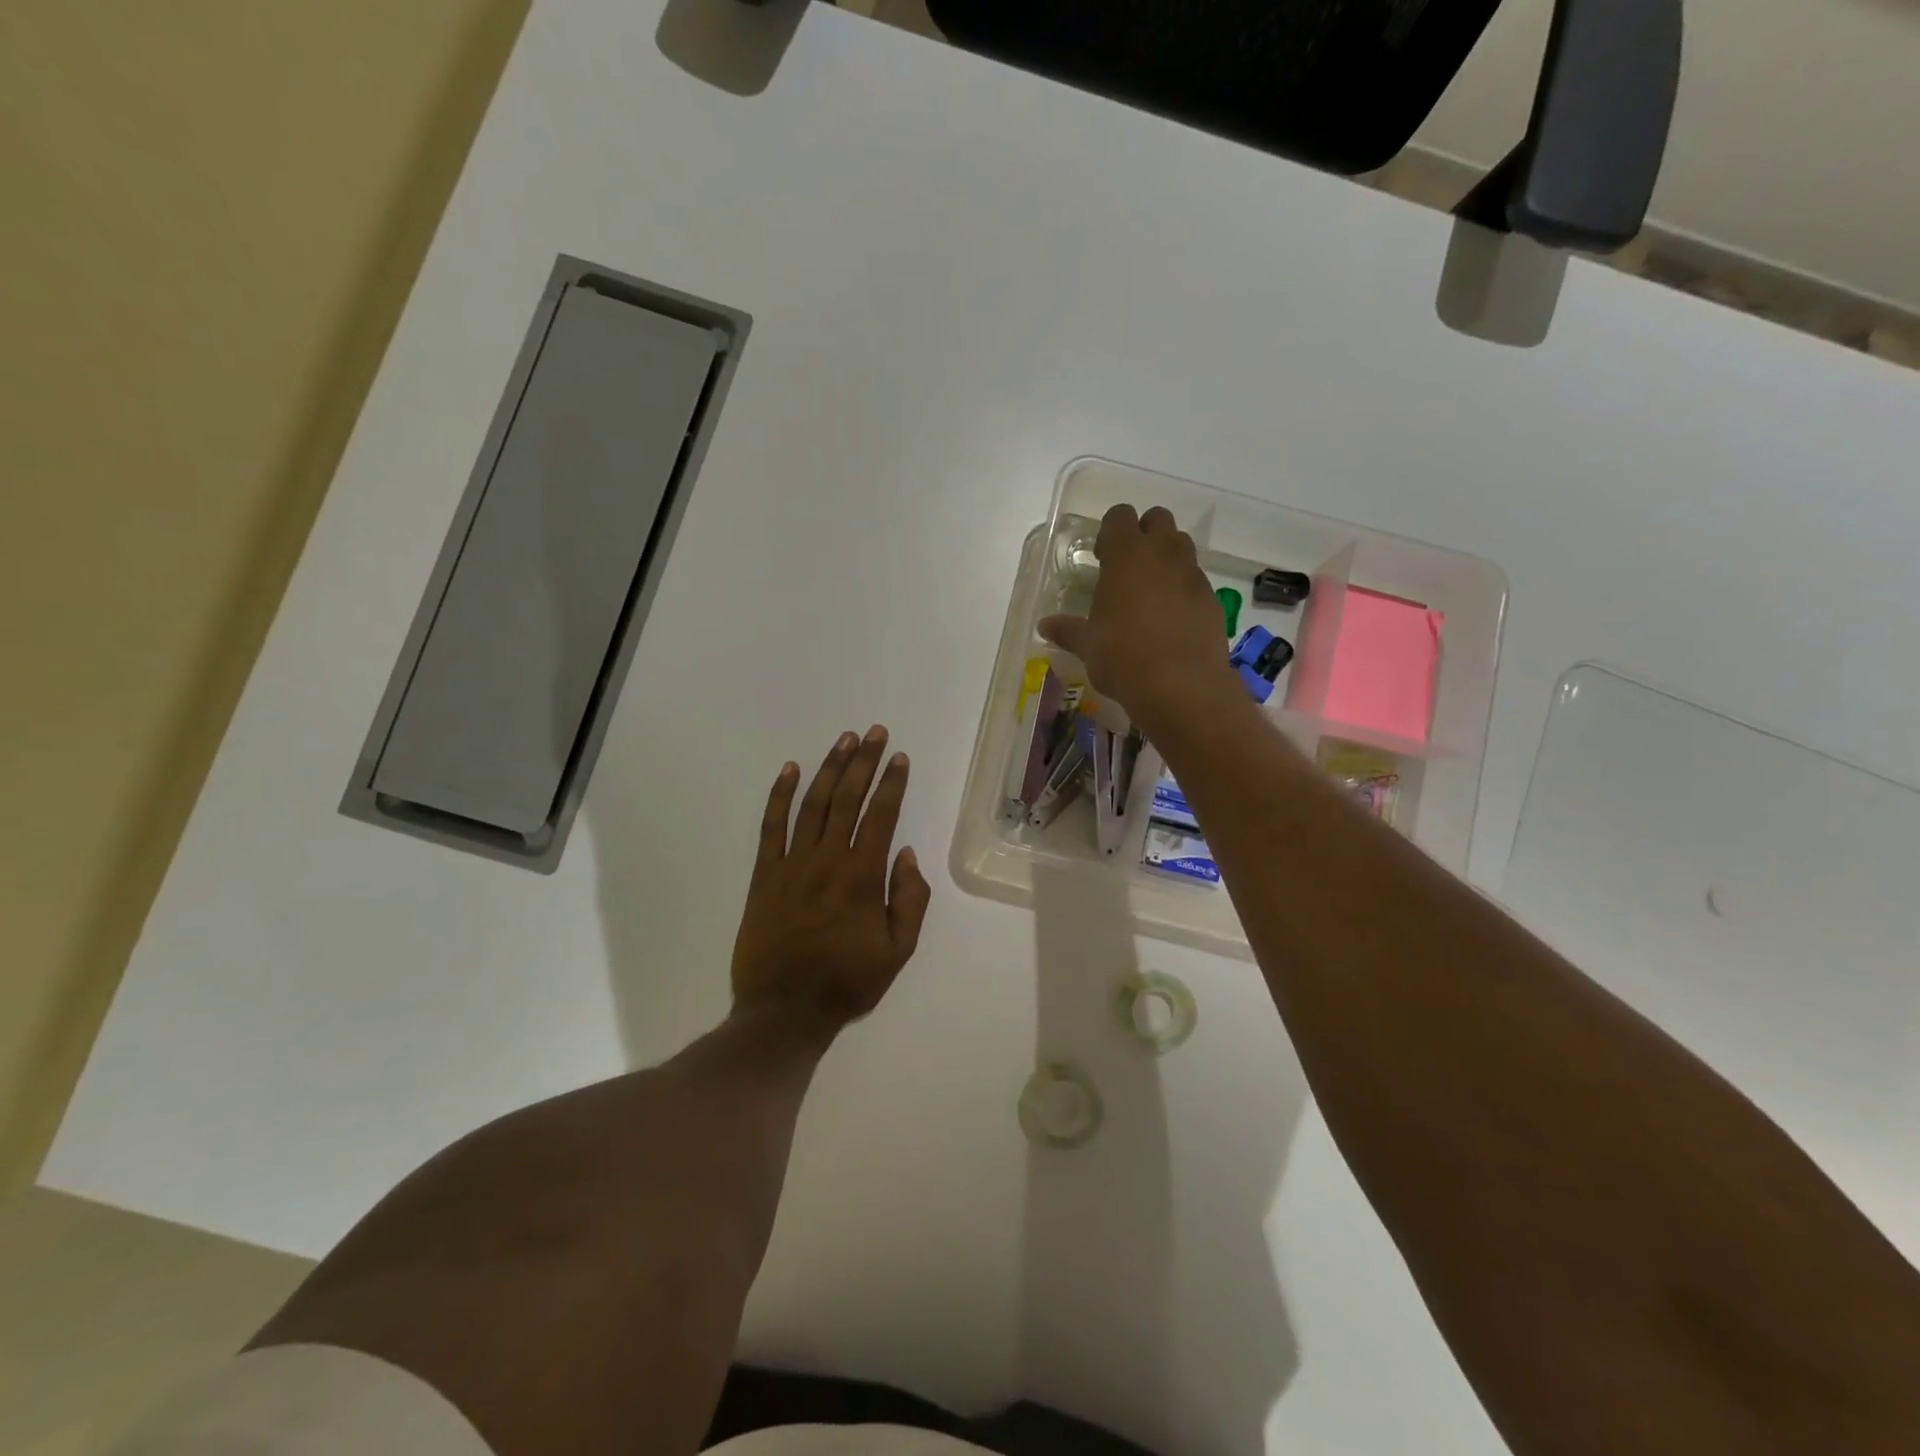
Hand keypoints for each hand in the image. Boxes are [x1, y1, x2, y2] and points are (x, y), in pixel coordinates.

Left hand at [731, 726, 932, 1031]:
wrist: (783, 1010)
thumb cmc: (847, 982)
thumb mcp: (898, 951)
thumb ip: (909, 899)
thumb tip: (906, 853)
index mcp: (862, 876)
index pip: (880, 815)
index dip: (892, 783)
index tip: (899, 757)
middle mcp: (827, 859)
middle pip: (847, 798)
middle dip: (864, 761)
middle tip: (874, 732)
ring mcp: (791, 863)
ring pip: (813, 804)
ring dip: (829, 768)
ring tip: (843, 740)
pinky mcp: (764, 874)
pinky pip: (771, 826)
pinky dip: (780, 795)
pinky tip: (790, 770)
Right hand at [1039, 505, 1239, 733]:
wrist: (1181, 685)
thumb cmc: (1123, 657)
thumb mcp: (1088, 645)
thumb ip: (1068, 630)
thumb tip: (1045, 626)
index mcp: (1127, 555)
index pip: (1120, 516)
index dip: (1110, 531)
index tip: (1102, 557)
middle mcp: (1162, 554)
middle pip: (1158, 519)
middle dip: (1144, 534)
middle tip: (1128, 567)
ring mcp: (1192, 574)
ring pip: (1181, 546)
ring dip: (1166, 557)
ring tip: (1151, 591)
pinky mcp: (1212, 598)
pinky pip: (1196, 579)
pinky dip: (1184, 588)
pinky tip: (1171, 618)